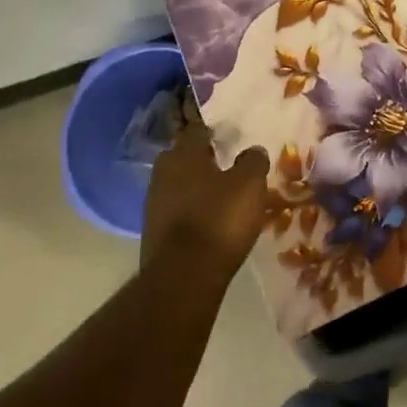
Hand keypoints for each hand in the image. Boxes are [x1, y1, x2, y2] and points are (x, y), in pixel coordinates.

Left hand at [140, 98, 268, 280]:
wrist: (184, 276)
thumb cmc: (219, 219)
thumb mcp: (249, 185)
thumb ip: (252, 162)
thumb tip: (253, 150)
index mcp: (184, 154)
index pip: (197, 130)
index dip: (214, 131)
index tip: (230, 136)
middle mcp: (163, 172)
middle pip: (183, 157)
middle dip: (202, 159)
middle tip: (227, 165)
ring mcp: (154, 203)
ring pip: (178, 185)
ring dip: (196, 187)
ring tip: (221, 196)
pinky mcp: (153, 231)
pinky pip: (176, 211)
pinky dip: (191, 211)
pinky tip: (208, 221)